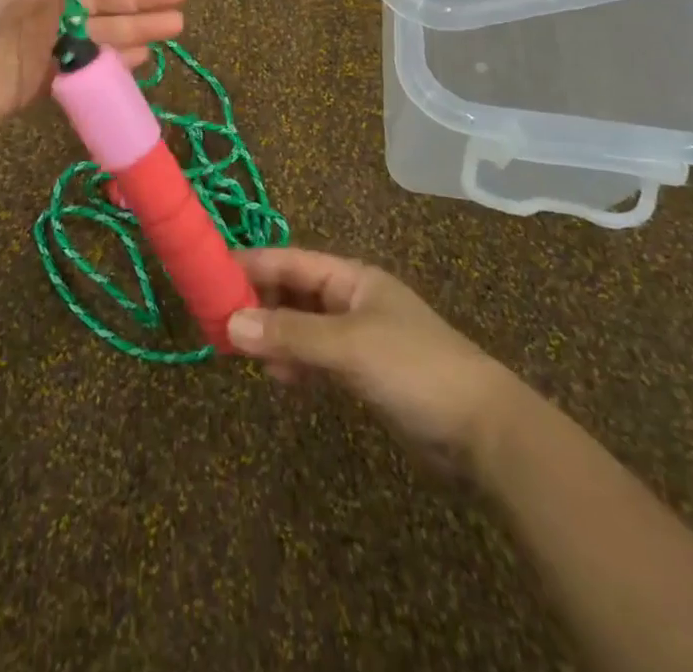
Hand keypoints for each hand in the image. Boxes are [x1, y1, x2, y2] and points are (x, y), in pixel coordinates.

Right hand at [228, 248, 524, 473]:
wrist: (482, 430)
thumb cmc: (414, 368)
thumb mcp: (348, 346)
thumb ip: (290, 335)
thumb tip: (229, 324)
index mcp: (352, 278)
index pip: (291, 261)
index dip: (252, 264)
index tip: (210, 273)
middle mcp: (352, 300)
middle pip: (294, 292)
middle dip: (258, 303)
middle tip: (216, 320)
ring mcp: (359, 338)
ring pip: (303, 326)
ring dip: (274, 336)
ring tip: (239, 351)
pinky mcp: (365, 373)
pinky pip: (318, 358)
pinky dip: (296, 363)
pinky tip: (279, 378)